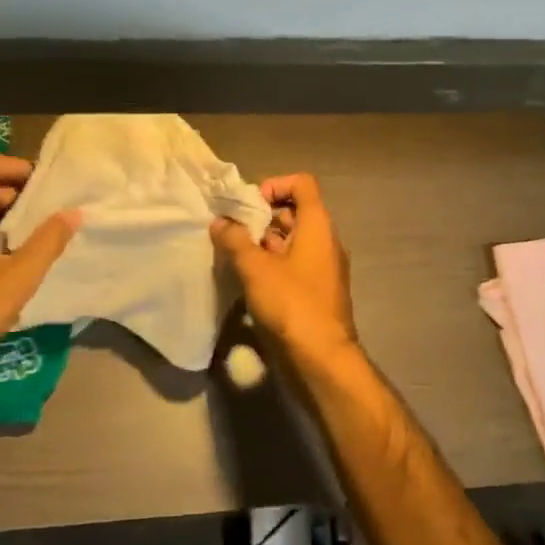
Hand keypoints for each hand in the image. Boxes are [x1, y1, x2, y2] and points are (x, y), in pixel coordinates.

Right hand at [211, 173, 358, 373]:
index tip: (249, 204)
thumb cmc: (292, 304)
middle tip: (233, 230)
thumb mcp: (256, 269)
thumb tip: (220, 222)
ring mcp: (322, 269)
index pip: (302, 185)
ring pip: (291, 243)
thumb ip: (235, 241)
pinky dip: (271, 266)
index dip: (275, 185)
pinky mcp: (315, 293)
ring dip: (263, 244)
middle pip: (294, 213)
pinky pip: (293, 267)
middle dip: (262, 217)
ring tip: (233, 255)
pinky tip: (247, 281)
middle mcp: (325, 242)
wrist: (322, 360)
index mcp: (318, 226)